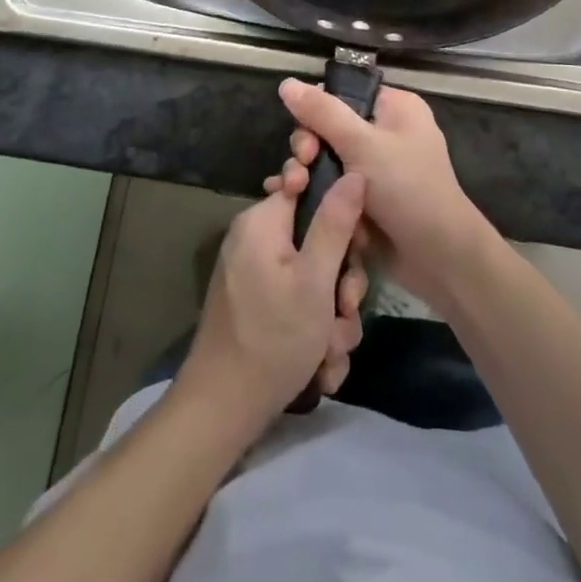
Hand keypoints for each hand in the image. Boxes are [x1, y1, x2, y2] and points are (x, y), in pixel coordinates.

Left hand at [176, 174, 369, 431]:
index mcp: (263, 222)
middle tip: (345, 311)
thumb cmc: (273, 338)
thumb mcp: (315, 279)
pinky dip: (313, 331)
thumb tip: (354, 173)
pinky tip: (320, 365)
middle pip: (317, 239)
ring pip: (313, 279)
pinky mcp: (257, 304)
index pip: (309, 188)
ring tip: (331, 351)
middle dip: (340, 282)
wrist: (223, 409)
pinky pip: (297, 302)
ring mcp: (254, 274)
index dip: (341, 214)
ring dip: (332, 316)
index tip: (357, 246)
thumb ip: (335, 223)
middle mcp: (255, 240)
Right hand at [271, 80, 491, 311]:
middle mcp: (386, 133)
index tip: (305, 138)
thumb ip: (322, 112)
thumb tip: (286, 83)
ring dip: (306, 174)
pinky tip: (289, 201)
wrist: (438, 257)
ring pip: (327, 161)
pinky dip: (315, 194)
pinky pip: (332, 187)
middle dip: (308, 148)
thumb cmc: (407, 188)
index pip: (343, 95)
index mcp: (394, 108)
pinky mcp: (366, 200)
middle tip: (301, 168)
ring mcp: (376, 169)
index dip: (316, 111)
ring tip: (292, 191)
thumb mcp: (362, 144)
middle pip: (329, 128)